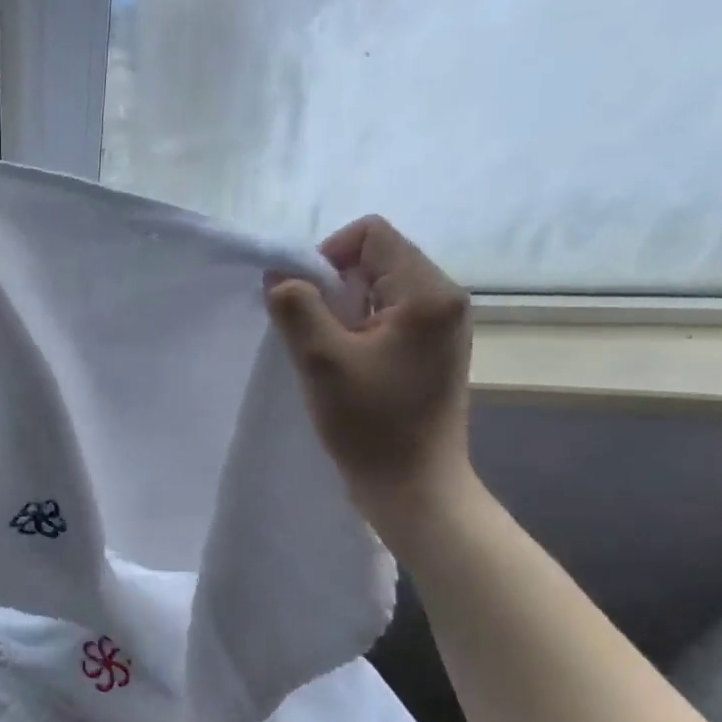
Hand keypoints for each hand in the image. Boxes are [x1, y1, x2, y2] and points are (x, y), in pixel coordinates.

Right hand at [265, 215, 473, 535]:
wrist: (413, 487)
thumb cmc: (371, 424)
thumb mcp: (321, 359)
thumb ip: (296, 306)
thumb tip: (279, 274)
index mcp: (428, 293)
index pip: (370, 234)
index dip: (326, 256)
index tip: (306, 300)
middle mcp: (442, 299)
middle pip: (373, 258)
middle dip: (331, 285)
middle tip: (313, 333)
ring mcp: (438, 326)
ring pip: (374, 288)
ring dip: (339, 310)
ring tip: (326, 353)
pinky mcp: (428, 350)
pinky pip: (383, 316)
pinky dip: (353, 328)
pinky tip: (341, 364)